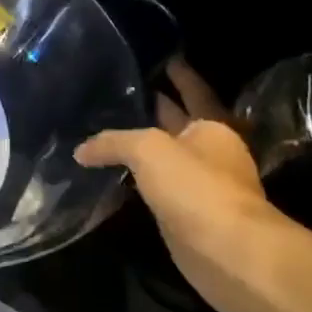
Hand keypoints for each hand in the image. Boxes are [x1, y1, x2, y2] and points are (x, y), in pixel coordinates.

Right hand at [75, 57, 285, 311]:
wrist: (229, 254)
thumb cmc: (196, 188)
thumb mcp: (148, 150)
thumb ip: (113, 142)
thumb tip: (82, 150)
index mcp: (212, 127)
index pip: (194, 92)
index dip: (181, 75)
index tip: (166, 57)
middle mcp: (210, 152)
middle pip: (179, 123)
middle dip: (157, 107)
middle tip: (124, 91)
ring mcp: (201, 186)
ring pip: (166, 156)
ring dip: (144, 145)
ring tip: (108, 130)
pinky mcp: (188, 215)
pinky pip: (157, 187)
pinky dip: (139, 178)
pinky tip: (115, 175)